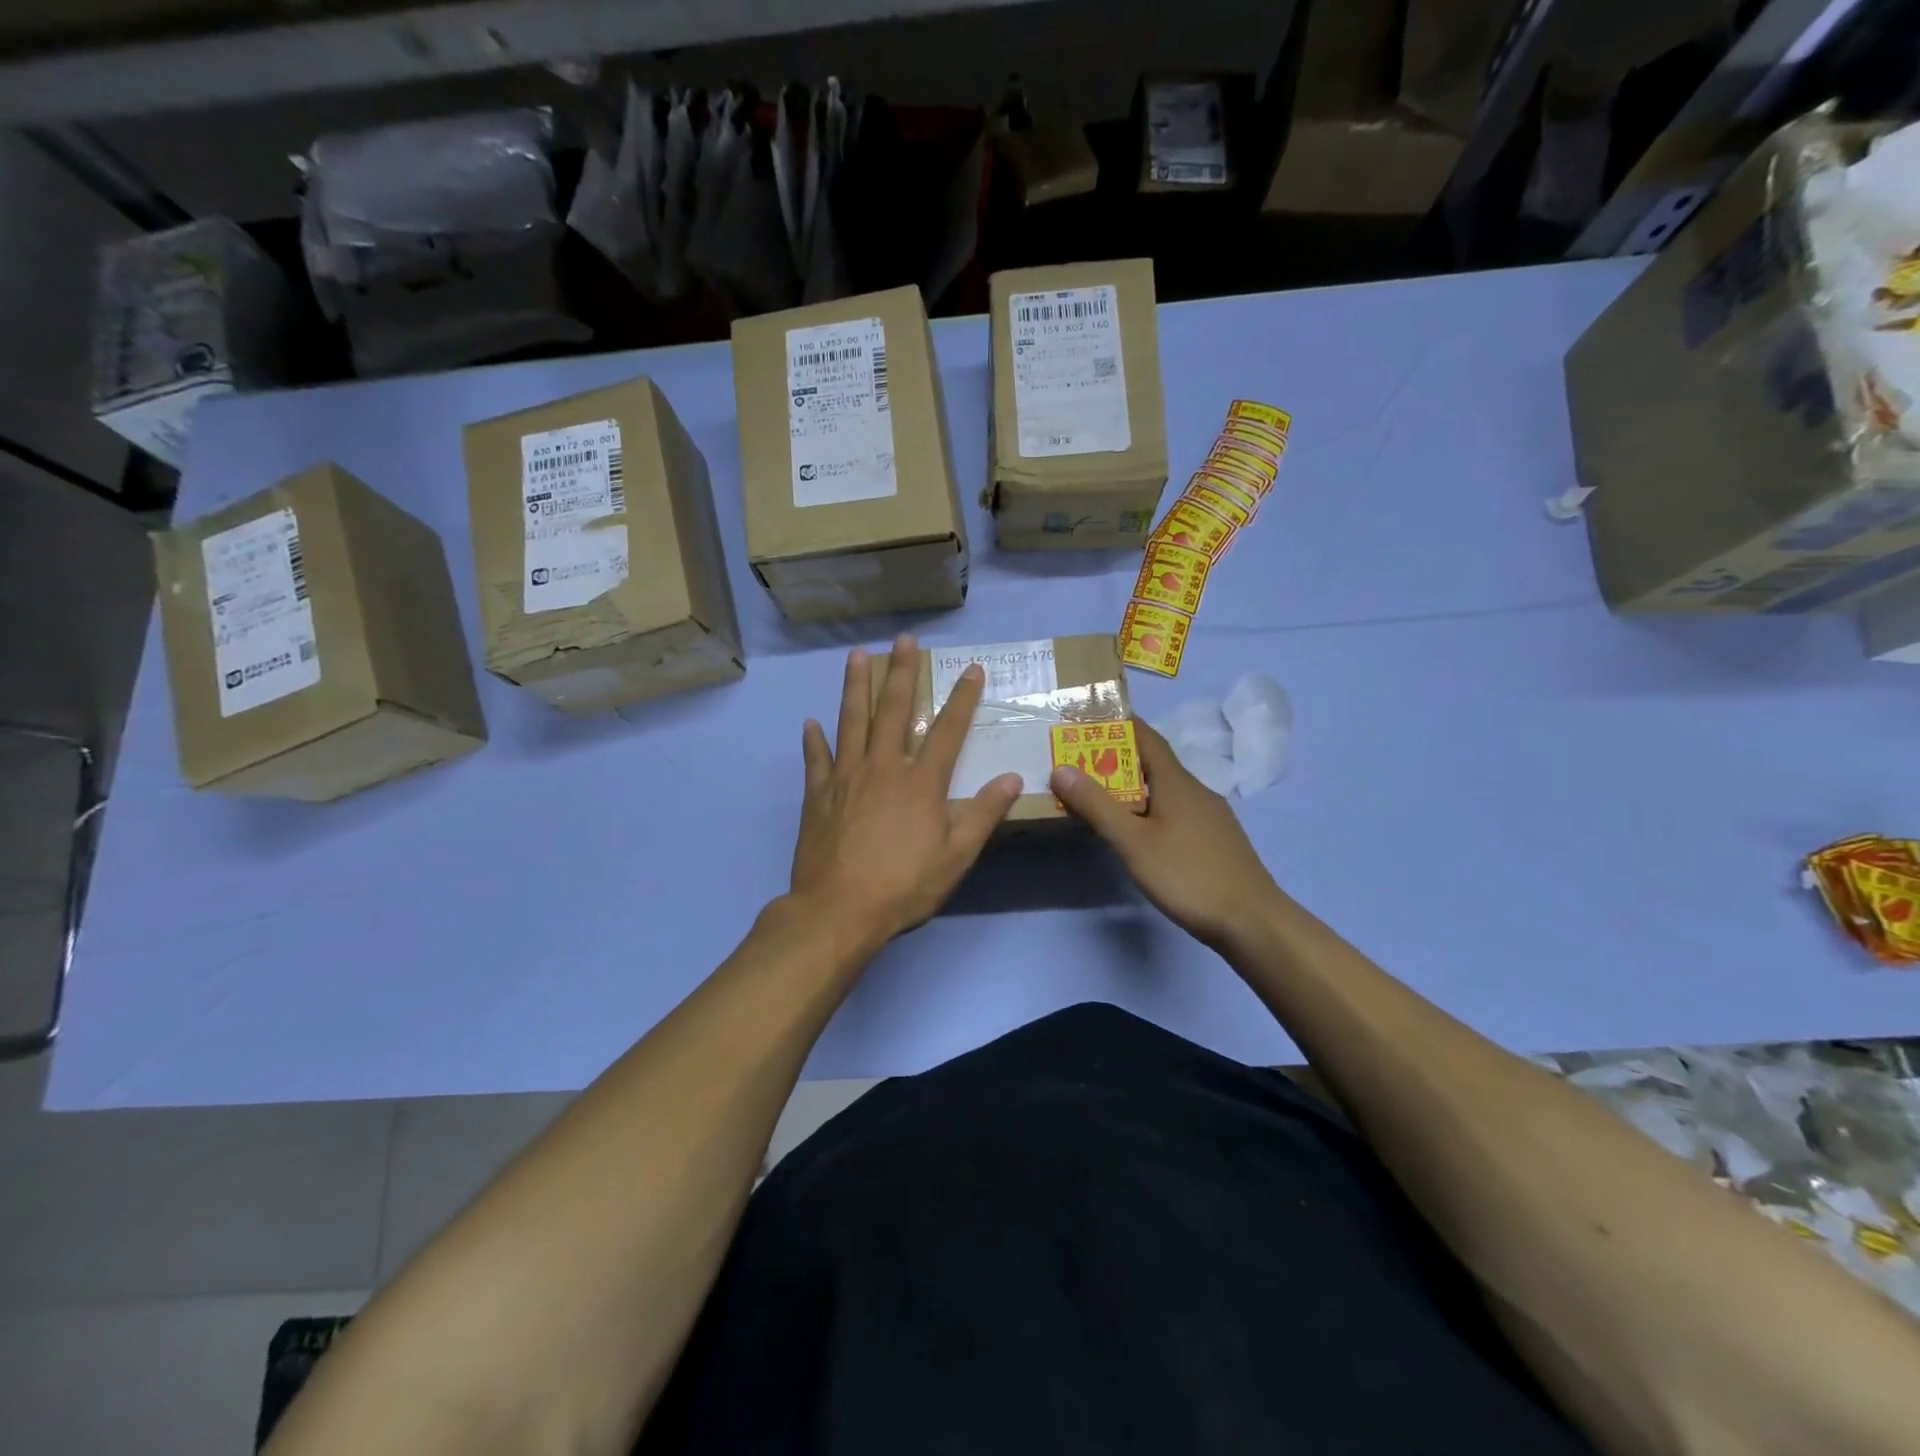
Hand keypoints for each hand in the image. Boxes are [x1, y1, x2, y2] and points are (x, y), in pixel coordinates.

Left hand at [791, 634, 1022, 950]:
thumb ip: (983, 814)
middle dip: (902, 672)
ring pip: (851, 721)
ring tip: (857, 656)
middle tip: (904, 640)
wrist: (838, 910)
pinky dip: (814, 740)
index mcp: (921, 782)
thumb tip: (1011, 777)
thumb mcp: (956, 856)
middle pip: (894, 711)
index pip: (948, 730)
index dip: (963, 698)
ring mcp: (846, 777)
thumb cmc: (904, 885)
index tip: (972, 669)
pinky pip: (816, 759)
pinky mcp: (817, 795)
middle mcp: (883, 767)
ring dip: (855, 687)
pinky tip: (810, 723)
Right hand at [1050, 719, 1280, 950]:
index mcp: (1176, 781)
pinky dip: (1148, 809)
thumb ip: (1097, 805)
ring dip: (1131, 787)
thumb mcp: (1133, 841)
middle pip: (1152, 763)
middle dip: (1116, 758)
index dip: (1118, 723)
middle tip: (1078, 761)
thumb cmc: (1188, 874)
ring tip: (1098, 796)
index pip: (1145, 736)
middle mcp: (1195, 790)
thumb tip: (1061, 769)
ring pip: (1163, 790)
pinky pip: (1173, 811)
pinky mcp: (1213, 840)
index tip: (1087, 718)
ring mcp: (1208, 816)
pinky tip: (1136, 831)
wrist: (1252, 920)